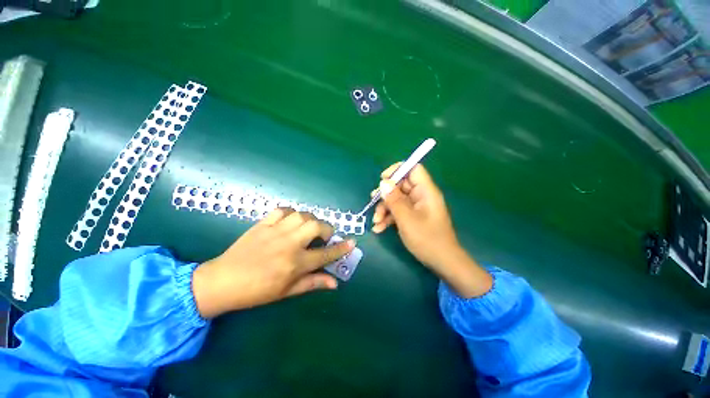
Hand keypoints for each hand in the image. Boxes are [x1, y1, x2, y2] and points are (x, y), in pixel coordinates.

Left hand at [192, 208, 354, 317]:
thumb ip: (313, 283)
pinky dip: (291, 212)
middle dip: (327, 228)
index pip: (325, 254)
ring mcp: (275, 231)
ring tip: (309, 227)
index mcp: (295, 263)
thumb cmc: (257, 291)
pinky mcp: (263, 224)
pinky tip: (291, 220)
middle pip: (316, 227)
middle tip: (324, 235)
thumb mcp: (287, 292)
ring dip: (311, 219)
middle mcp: (289, 244)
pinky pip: (282, 210)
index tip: (352, 242)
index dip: (341, 248)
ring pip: (302, 215)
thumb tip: (335, 283)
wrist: (222, 281)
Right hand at [372, 163, 491, 297]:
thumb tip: (383, 182)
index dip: (397, 170)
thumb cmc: (427, 239)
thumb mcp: (406, 219)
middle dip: (385, 195)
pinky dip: (388, 218)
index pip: (413, 169)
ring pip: (396, 200)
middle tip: (373, 203)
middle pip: (400, 186)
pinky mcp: (412, 217)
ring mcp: (416, 207)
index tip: (382, 180)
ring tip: (376, 222)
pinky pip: (398, 211)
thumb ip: (394, 199)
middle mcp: (421, 196)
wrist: (441, 262)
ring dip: (384, 209)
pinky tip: (379, 228)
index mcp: (425, 191)